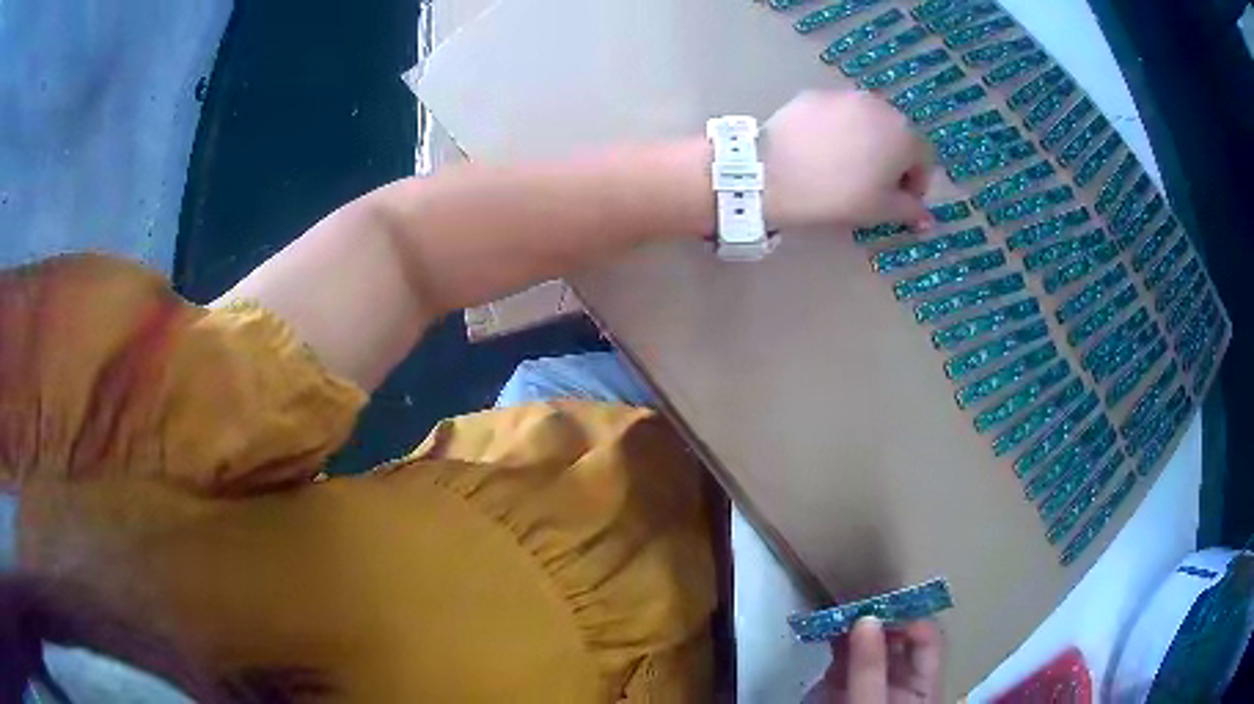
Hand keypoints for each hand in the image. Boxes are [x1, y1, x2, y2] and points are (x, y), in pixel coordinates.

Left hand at [762, 91, 933, 231]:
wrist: (776, 172)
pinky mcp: (814, 94)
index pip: (923, 158)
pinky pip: (836, 114)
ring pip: (867, 120)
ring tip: (848, 167)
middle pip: (896, 133)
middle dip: (893, 159)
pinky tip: (822, 152)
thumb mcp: (881, 210)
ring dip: (867, 141)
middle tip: (876, 185)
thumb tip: (926, 219)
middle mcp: (879, 106)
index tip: (902, 202)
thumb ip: (910, 211)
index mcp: (904, 133)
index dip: (916, 183)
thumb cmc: (840, 195)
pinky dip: (838, 130)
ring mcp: (845, 96)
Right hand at [804, 618, 944, 703]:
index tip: (880, 605)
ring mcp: (872, 685)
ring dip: (853, 628)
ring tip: (836, 611)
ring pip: (869, 647)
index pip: (927, 639)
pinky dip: (836, 645)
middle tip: (853, 600)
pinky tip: (826, 633)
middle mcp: (902, 680)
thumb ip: (870, 668)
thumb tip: (866, 617)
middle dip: (877, 618)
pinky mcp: (845, 691)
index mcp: (924, 684)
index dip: (909, 617)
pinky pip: (844, 662)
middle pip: (897, 640)